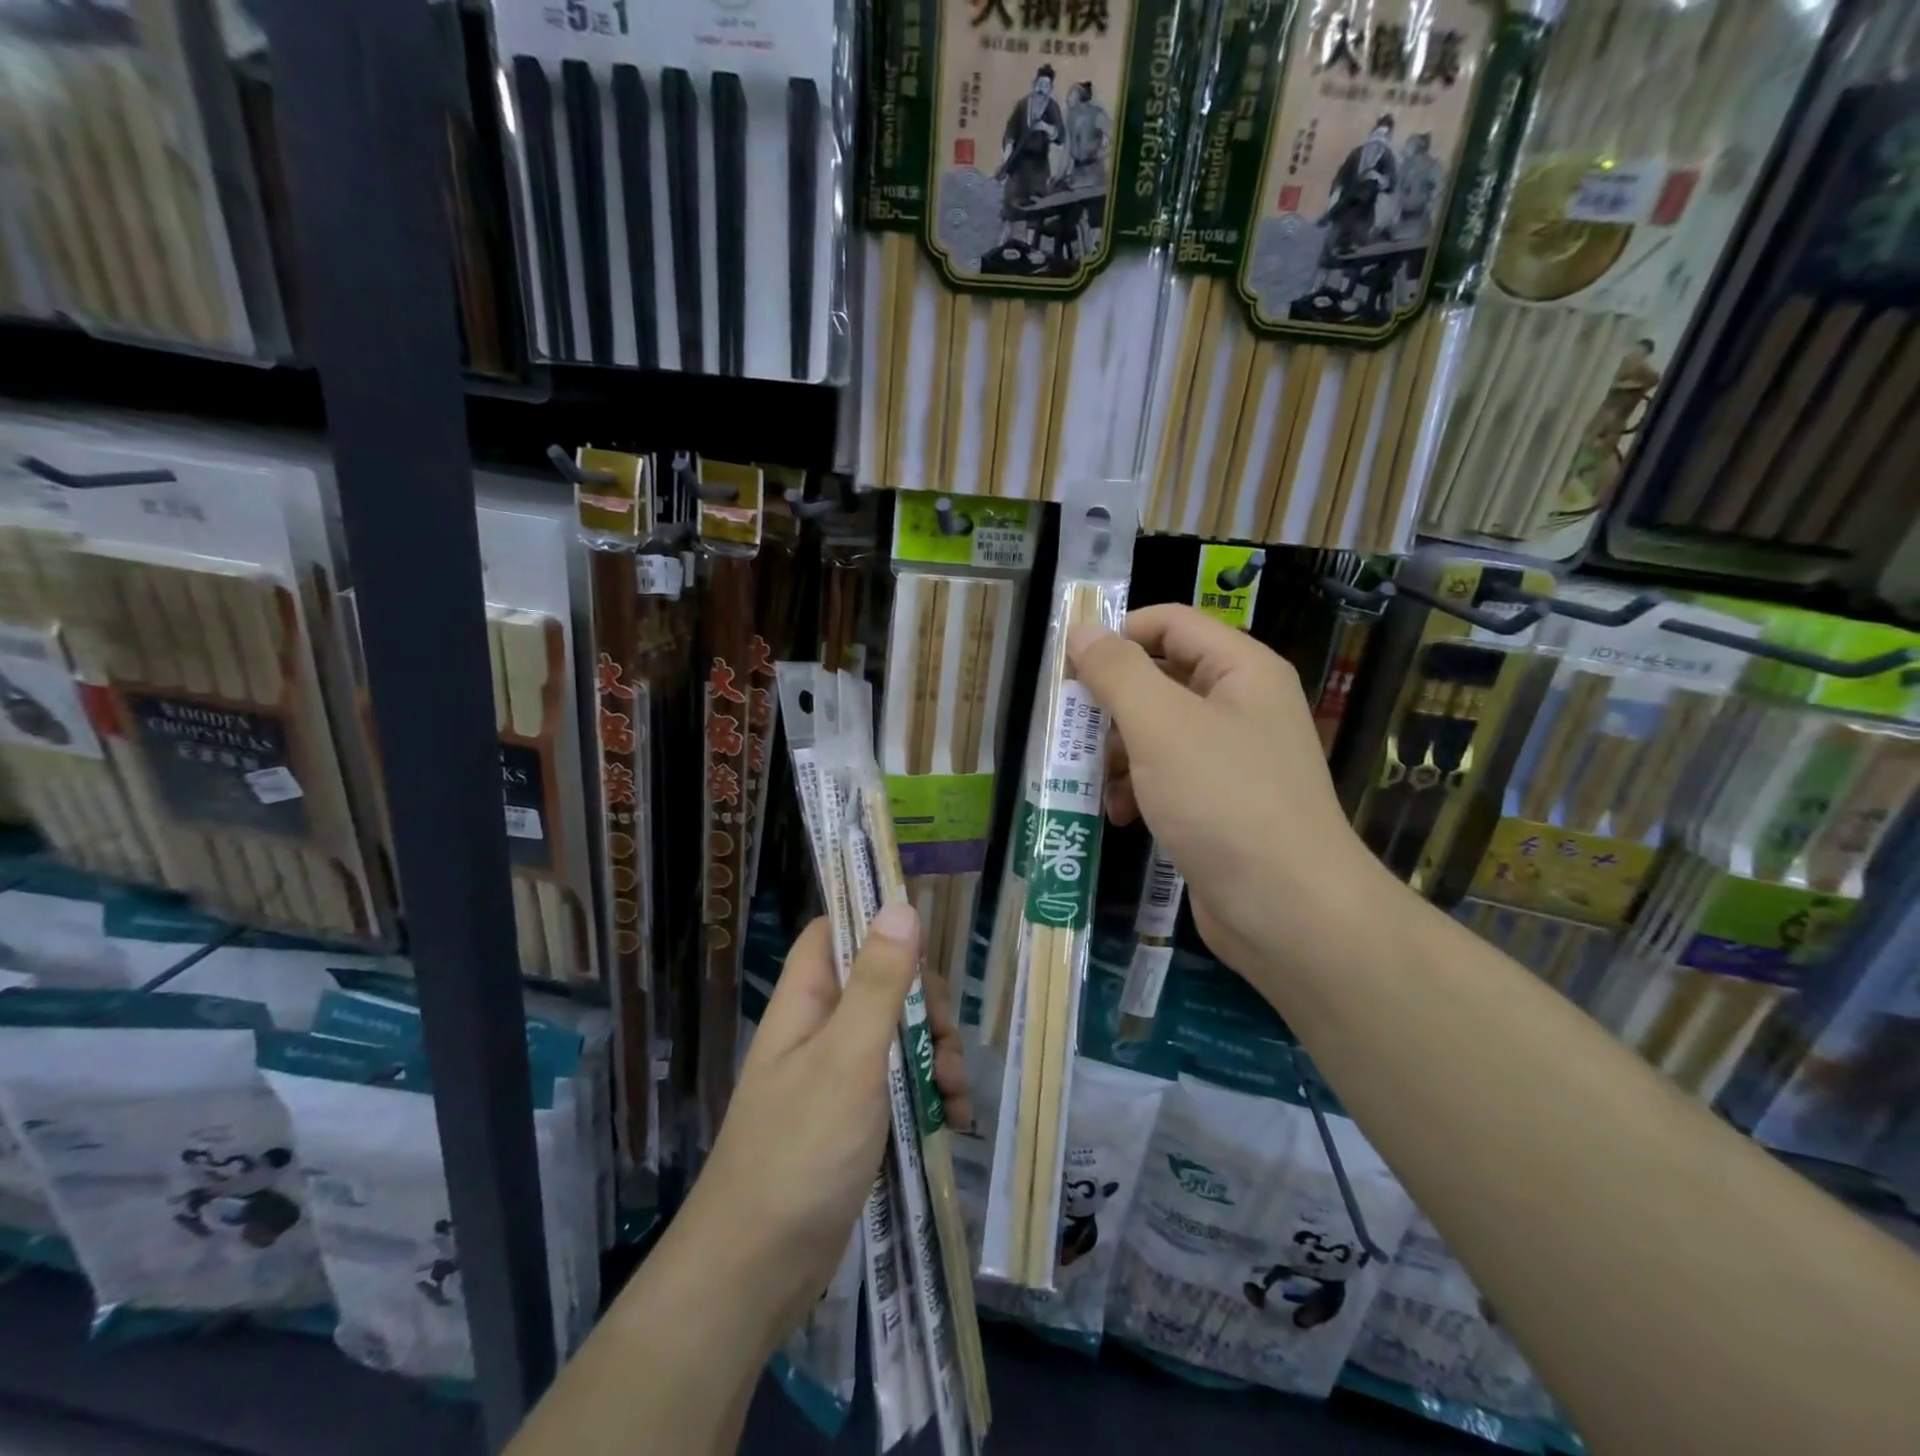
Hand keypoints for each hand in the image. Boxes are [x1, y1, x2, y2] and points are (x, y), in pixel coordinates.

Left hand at [685, 905, 968, 1345]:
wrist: (758, 1272)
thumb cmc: (801, 1151)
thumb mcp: (848, 1057)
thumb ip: (878, 981)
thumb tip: (900, 904)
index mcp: (805, 1001)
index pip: (835, 932)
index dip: (876, 925)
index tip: (924, 947)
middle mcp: (820, 1029)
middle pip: (880, 982)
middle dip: (923, 1004)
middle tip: (945, 1041)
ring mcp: (837, 1075)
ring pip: (897, 1034)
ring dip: (934, 1052)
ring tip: (953, 1092)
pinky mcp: (854, 1117)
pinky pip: (899, 1083)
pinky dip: (928, 1092)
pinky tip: (952, 1117)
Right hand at [1067, 605, 1387, 974]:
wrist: (1287, 910)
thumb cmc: (1223, 801)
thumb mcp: (1161, 725)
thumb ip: (1118, 672)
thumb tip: (1083, 630)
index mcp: (1241, 670)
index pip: (1171, 623)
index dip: (1119, 634)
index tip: (1069, 666)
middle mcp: (1241, 706)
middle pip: (1161, 678)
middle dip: (1111, 704)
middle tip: (1070, 728)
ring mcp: (1233, 758)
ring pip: (1158, 732)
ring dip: (1117, 752)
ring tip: (1091, 780)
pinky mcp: (1220, 805)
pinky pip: (1168, 777)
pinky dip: (1137, 789)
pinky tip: (1118, 815)